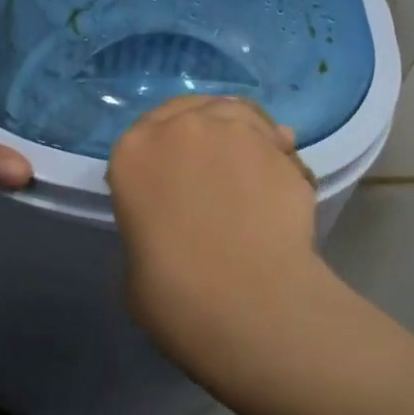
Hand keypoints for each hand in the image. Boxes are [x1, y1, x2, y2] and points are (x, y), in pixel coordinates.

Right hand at [107, 95, 321, 375]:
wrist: (249, 303)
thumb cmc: (175, 296)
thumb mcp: (135, 260)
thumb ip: (149, 223)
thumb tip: (173, 221)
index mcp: (133, 153)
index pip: (142, 133)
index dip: (159, 153)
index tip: (171, 175)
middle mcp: (181, 127)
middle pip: (188, 111)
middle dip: (197, 131)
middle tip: (209, 167)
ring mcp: (233, 130)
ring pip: (233, 112)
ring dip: (237, 130)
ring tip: (248, 163)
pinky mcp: (277, 145)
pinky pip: (273, 138)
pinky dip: (274, 149)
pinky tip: (280, 174)